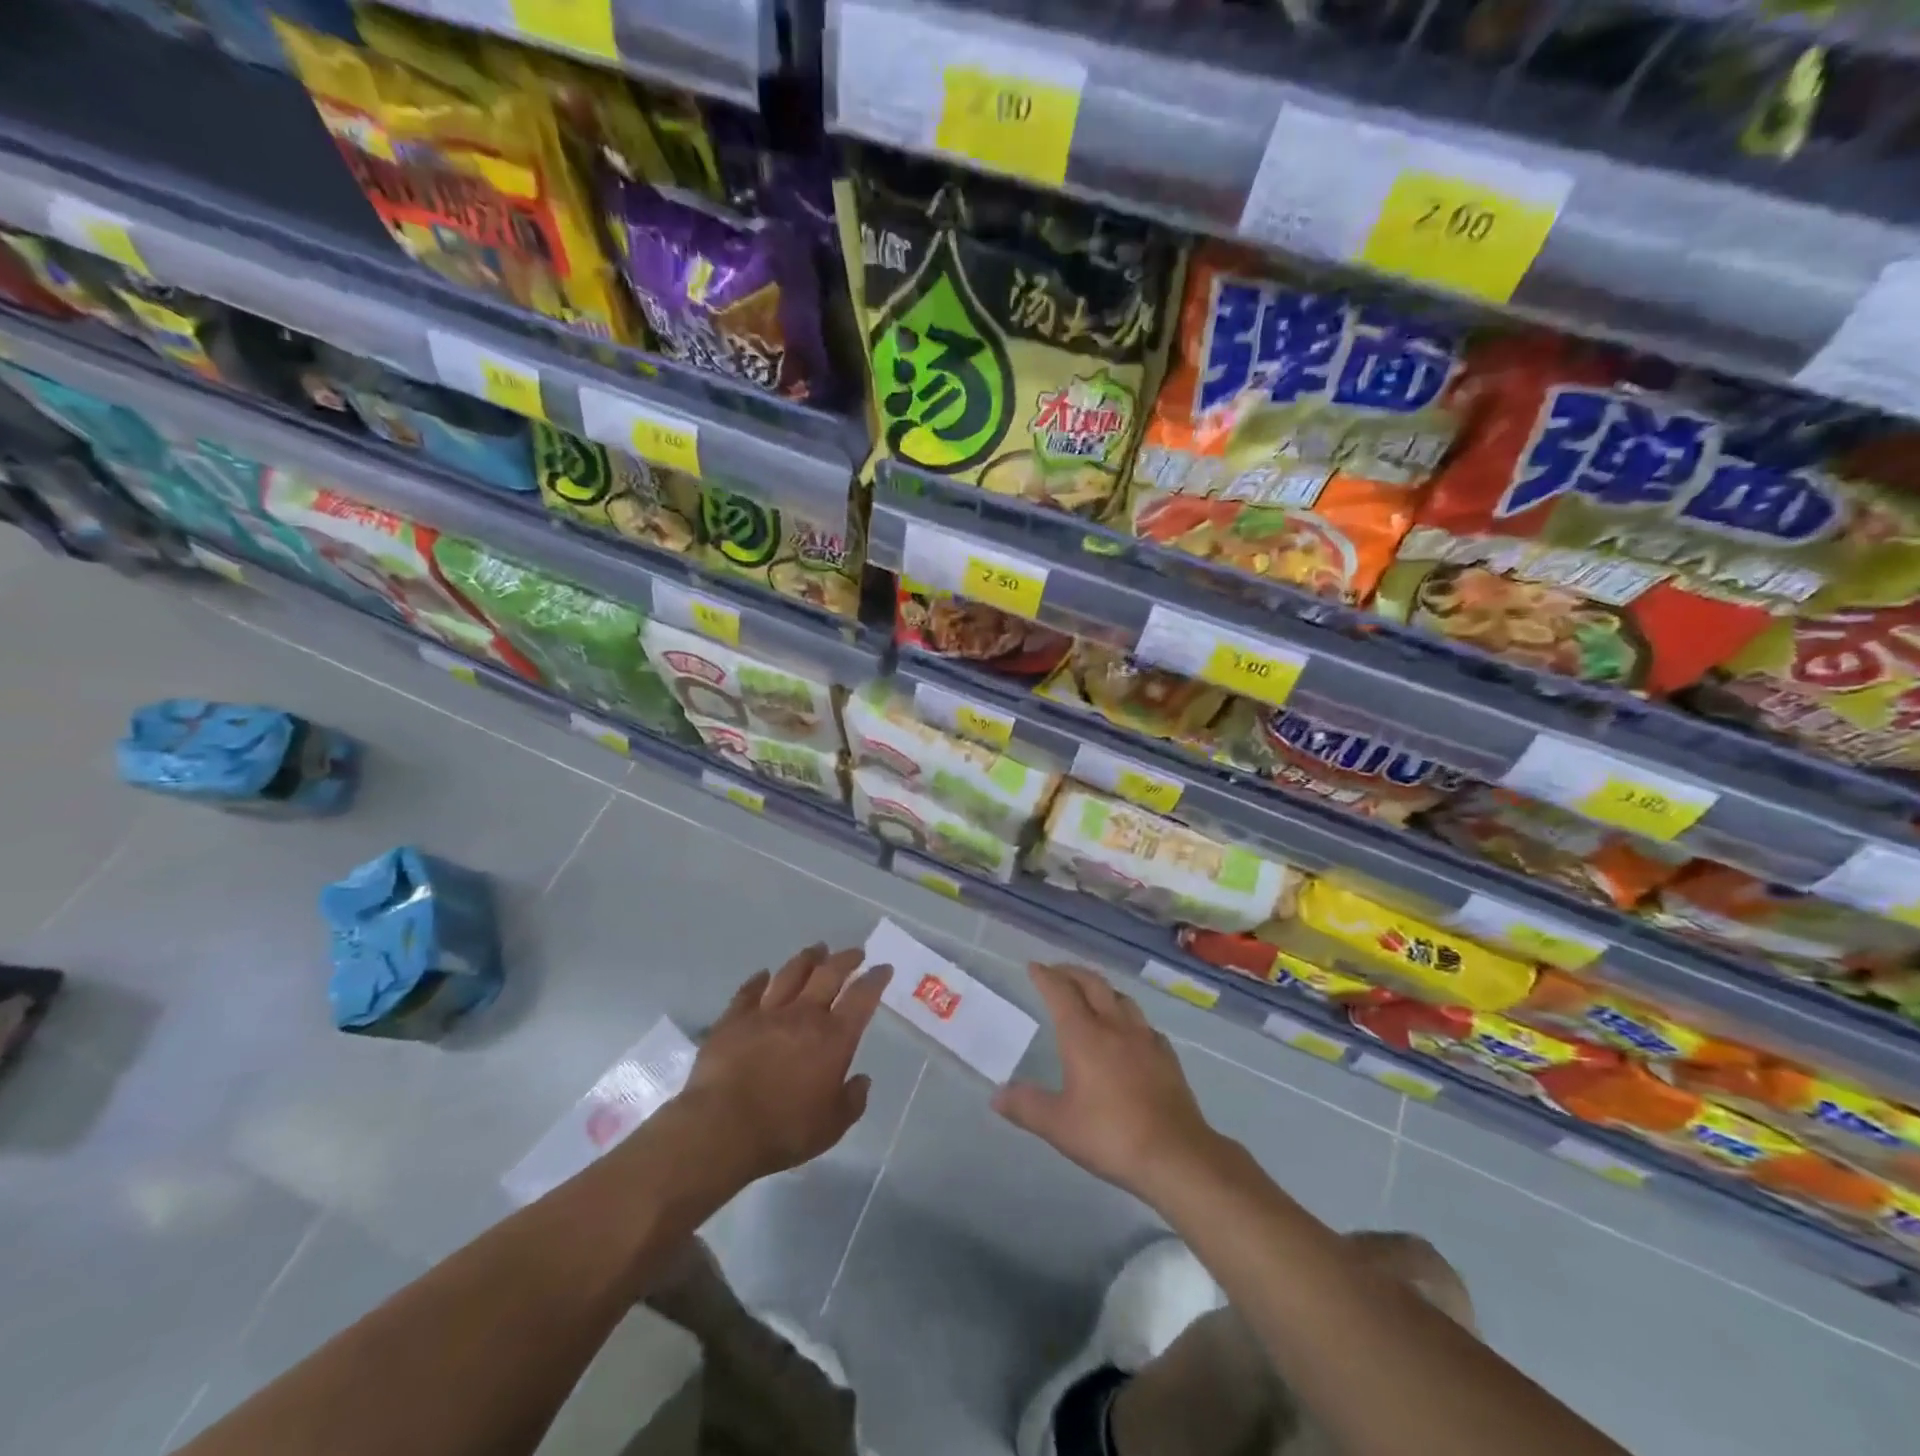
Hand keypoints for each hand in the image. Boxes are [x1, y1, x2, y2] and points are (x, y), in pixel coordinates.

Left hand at [673, 943, 891, 1188]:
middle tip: (855, 952)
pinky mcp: (734, 1019)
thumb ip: (852, 1101)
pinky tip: (763, 974)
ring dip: (807, 959)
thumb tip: (862, 1080)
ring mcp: (766, 1012)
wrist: (721, 1127)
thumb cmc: (784, 1130)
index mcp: (834, 1037)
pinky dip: (758, 979)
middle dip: (845, 959)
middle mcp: (804, 1015)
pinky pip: (749, 991)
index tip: (883, 968)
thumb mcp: (832, 1126)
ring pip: (791, 973)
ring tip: (817, 950)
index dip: (875, 979)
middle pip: (828, 974)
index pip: (862, 997)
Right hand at [993, 963, 1222, 1207]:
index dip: (1045, 976)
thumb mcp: (1058, 1126)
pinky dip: (1127, 1016)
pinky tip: (1128, 1031)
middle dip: (1072, 973)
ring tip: (1091, 993)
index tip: (1034, 967)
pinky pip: (1142, 1023)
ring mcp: (1144, 1038)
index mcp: (1084, 1035)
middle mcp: (1114, 1026)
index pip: (1060, 992)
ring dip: (1101, 988)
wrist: (1175, 1154)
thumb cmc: (1110, 1134)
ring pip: (1121, 998)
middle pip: (1092, 984)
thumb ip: (1026, 1106)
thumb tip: (997, 1095)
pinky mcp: (1166, 1055)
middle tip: (1057, 971)